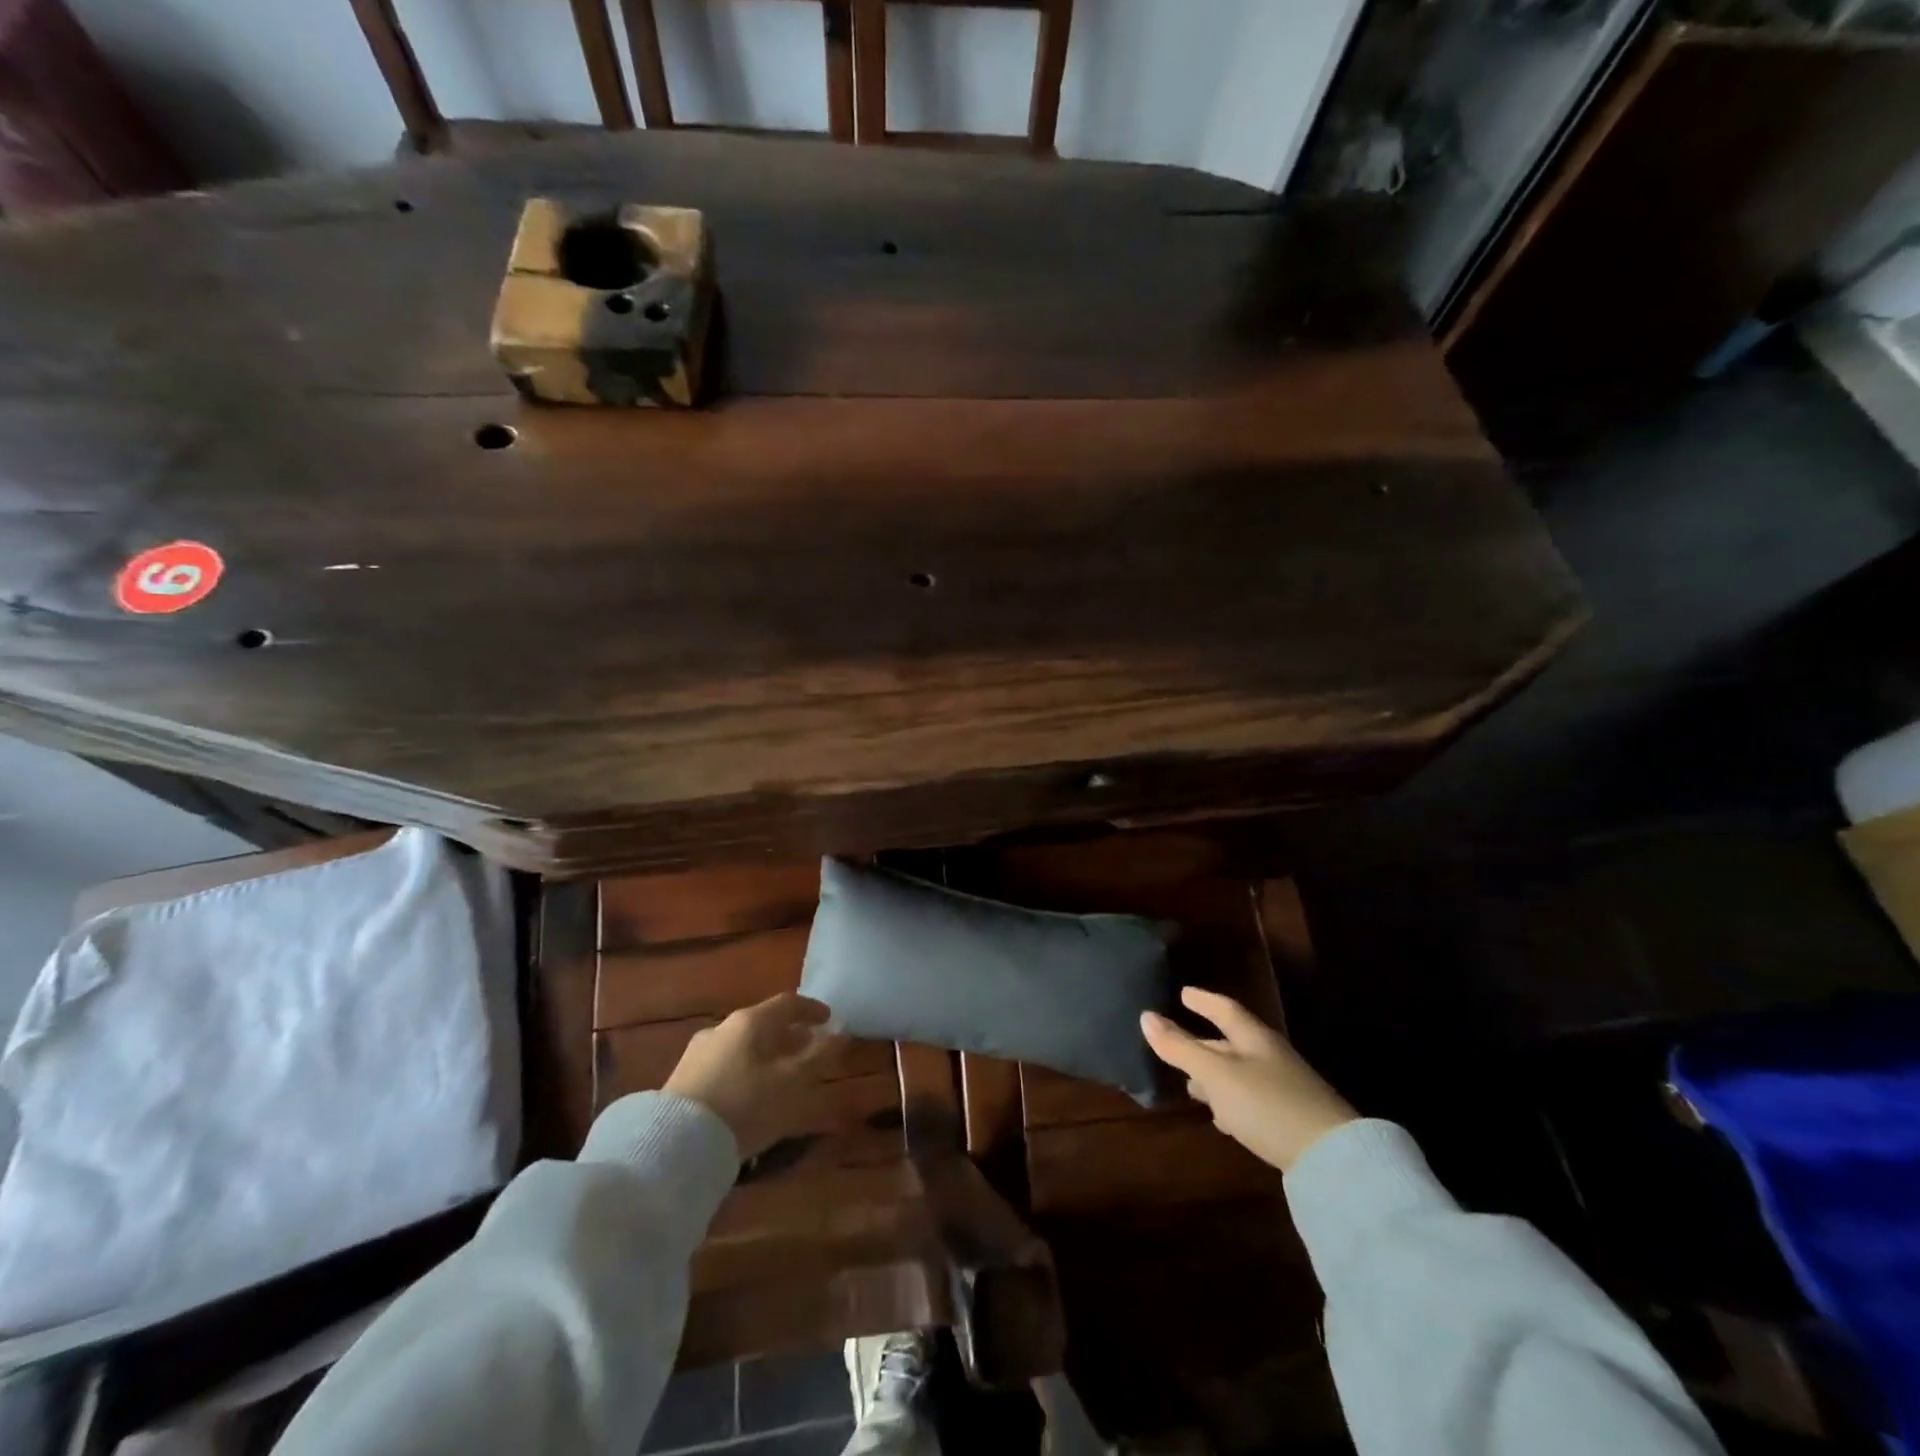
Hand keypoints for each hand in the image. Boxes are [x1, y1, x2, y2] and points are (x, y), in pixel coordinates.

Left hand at [664, 993, 843, 1158]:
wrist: (674, 1145)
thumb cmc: (745, 1105)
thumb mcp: (793, 1083)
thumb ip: (820, 1056)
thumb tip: (842, 1033)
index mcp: (750, 1022)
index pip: (787, 1003)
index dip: (812, 1009)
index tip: (829, 1019)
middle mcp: (722, 1029)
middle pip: (763, 1024)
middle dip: (789, 1035)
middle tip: (808, 1049)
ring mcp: (698, 1054)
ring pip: (743, 1046)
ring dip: (767, 1054)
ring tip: (782, 1075)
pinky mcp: (682, 1081)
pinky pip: (726, 1066)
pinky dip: (747, 1070)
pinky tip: (751, 1094)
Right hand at [1141, 987, 1356, 1172]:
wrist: (1334, 1160)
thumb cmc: (1267, 1104)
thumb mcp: (1216, 1074)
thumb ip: (1180, 1048)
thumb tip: (1145, 1016)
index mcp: (1254, 1038)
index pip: (1224, 1009)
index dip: (1203, 1000)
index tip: (1183, 992)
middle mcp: (1270, 1058)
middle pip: (1231, 1043)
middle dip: (1203, 1043)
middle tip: (1176, 1043)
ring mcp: (1283, 1090)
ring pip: (1240, 1074)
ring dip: (1215, 1077)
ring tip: (1192, 1086)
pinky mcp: (1290, 1121)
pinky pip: (1251, 1102)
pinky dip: (1231, 1103)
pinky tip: (1224, 1119)